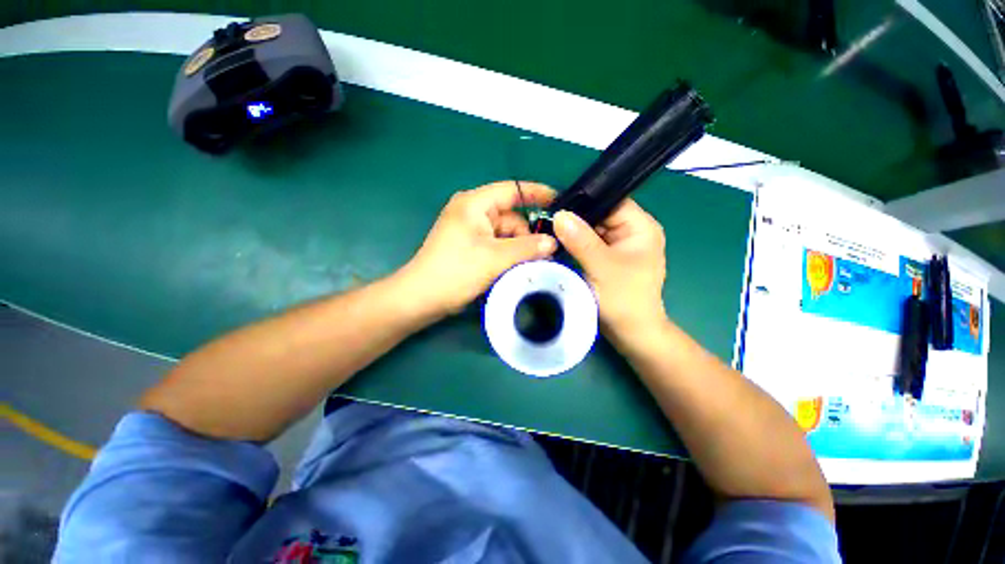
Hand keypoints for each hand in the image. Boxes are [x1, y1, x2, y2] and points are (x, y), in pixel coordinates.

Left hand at [400, 181, 556, 315]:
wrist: (422, 297)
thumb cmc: (456, 271)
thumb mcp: (495, 258)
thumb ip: (527, 247)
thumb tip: (554, 242)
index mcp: (475, 204)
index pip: (512, 190)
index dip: (537, 193)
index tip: (560, 202)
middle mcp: (472, 211)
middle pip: (511, 217)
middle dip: (529, 234)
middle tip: (549, 254)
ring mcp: (470, 229)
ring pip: (505, 234)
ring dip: (519, 248)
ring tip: (535, 264)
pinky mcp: (470, 245)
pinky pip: (497, 244)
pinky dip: (509, 254)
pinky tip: (519, 267)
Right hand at [552, 200, 666, 336]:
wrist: (630, 333)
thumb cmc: (624, 300)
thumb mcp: (602, 267)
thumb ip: (581, 240)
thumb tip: (558, 214)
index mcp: (640, 227)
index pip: (611, 202)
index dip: (584, 201)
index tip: (556, 205)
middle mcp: (631, 232)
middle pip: (599, 215)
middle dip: (575, 218)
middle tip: (546, 219)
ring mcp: (618, 246)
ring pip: (591, 230)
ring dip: (572, 232)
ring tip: (547, 229)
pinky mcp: (607, 258)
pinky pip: (588, 244)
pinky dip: (574, 244)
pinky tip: (557, 243)